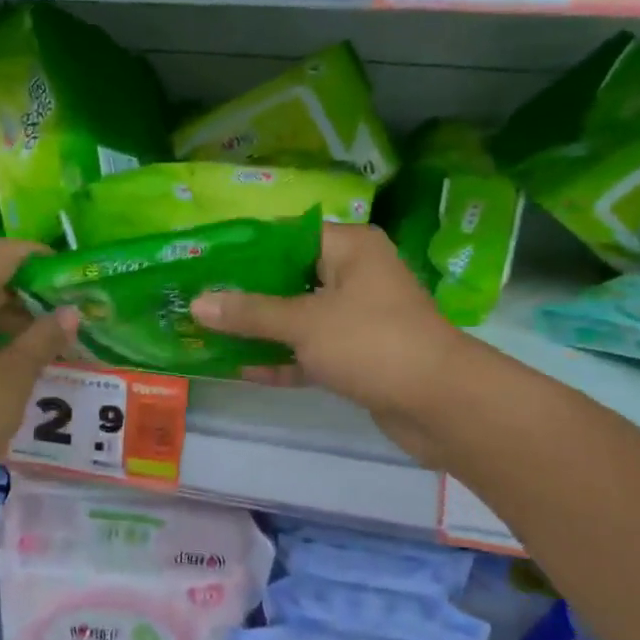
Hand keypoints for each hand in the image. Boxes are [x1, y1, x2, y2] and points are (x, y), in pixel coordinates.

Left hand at [0, 239, 75, 499]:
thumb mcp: (11, 380)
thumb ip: (42, 341)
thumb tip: (70, 312)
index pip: (3, 252)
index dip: (39, 258)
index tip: (71, 277)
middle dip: (29, 294)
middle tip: (67, 317)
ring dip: (9, 319)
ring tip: (45, 344)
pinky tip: (8, 364)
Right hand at [191, 223, 464, 466]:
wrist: (441, 404)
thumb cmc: (372, 342)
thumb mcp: (304, 322)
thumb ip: (250, 313)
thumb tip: (197, 304)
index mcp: (349, 248)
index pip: (287, 235)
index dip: (244, 247)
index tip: (204, 260)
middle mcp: (354, 275)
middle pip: (289, 277)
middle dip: (245, 293)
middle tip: (198, 298)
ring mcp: (357, 318)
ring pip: (298, 317)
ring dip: (259, 329)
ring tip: (208, 332)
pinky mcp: (357, 356)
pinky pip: (310, 350)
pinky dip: (282, 359)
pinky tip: (241, 369)